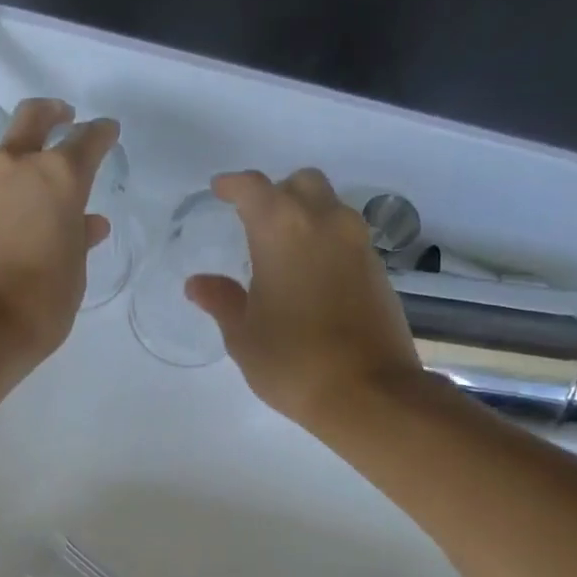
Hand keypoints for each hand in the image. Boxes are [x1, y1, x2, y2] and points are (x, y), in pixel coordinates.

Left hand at [0, 98, 116, 361]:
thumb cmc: (39, 306)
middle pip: (31, 119)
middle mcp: (12, 168)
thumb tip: (87, 222)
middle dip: (50, 113)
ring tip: (14, 218)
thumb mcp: (73, 275)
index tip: (107, 132)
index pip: (86, 142)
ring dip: (9, 181)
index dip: (100, 134)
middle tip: (60, 116)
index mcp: (57, 180)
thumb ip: (79, 240)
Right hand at [187, 168, 422, 427]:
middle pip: (301, 184)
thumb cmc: (292, 361)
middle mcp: (326, 222)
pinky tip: (311, 276)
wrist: (368, 392)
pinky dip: (325, 242)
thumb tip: (197, 283)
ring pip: (330, 207)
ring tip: (282, 251)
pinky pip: (346, 237)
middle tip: (254, 222)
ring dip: (305, 215)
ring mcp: (358, 244)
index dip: (232, 185)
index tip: (219, 191)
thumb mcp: (244, 335)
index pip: (253, 187)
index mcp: (283, 229)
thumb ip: (221, 301)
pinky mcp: (378, 269)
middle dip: (276, 193)